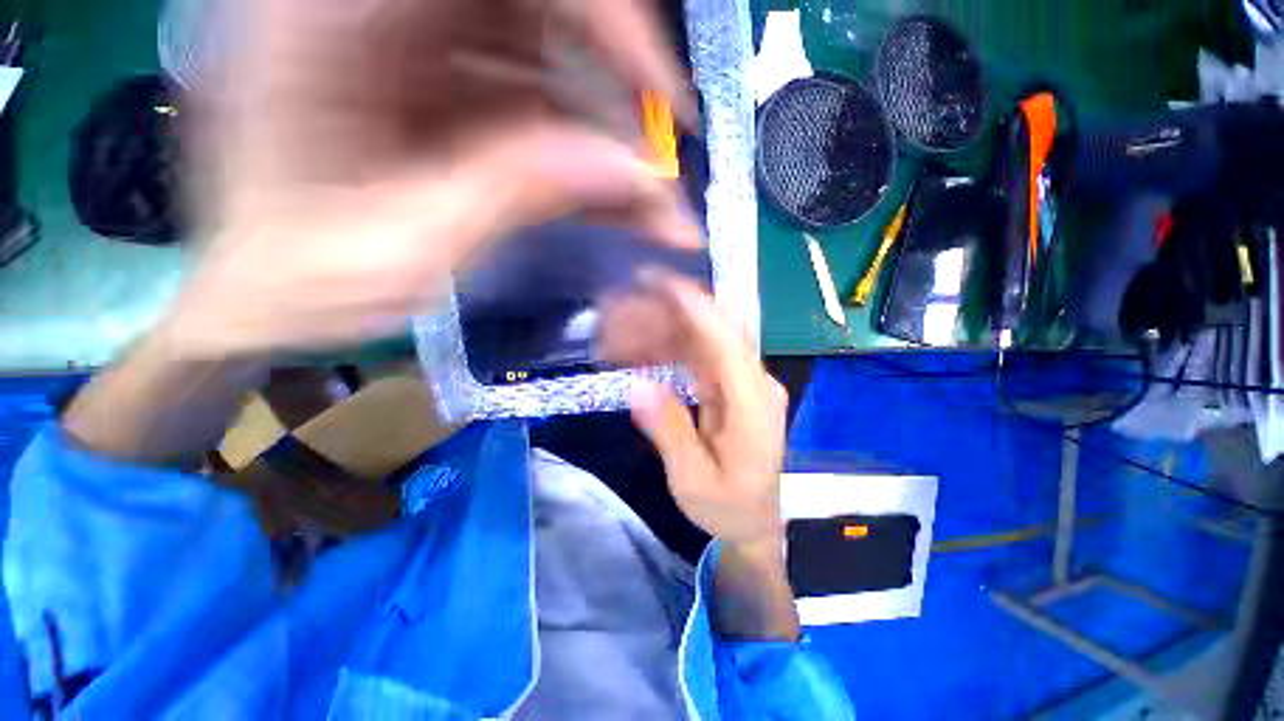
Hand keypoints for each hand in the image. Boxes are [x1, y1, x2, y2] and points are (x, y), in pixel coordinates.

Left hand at [163, 0, 697, 358]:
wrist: (264, 299)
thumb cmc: (300, 286)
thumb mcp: (401, 251)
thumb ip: (511, 195)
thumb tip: (628, 172)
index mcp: (326, 17)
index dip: (599, 14)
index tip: (658, 94)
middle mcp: (374, 10)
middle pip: (537, 6)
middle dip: (616, 76)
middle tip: (661, 156)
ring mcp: (415, 50)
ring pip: (549, 59)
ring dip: (609, 134)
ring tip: (649, 205)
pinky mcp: (446, 95)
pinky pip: (537, 105)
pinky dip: (584, 155)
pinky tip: (612, 203)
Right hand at [598, 272, 787, 546]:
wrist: (754, 522)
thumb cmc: (727, 507)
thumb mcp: (692, 479)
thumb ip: (670, 431)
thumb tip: (640, 386)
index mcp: (754, 407)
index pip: (730, 346)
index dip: (700, 312)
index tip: (668, 284)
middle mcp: (756, 385)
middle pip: (721, 333)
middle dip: (681, 309)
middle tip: (641, 292)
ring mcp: (747, 385)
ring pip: (710, 340)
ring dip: (674, 325)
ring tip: (636, 314)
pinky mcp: (734, 389)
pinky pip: (705, 357)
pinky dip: (677, 346)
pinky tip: (650, 342)